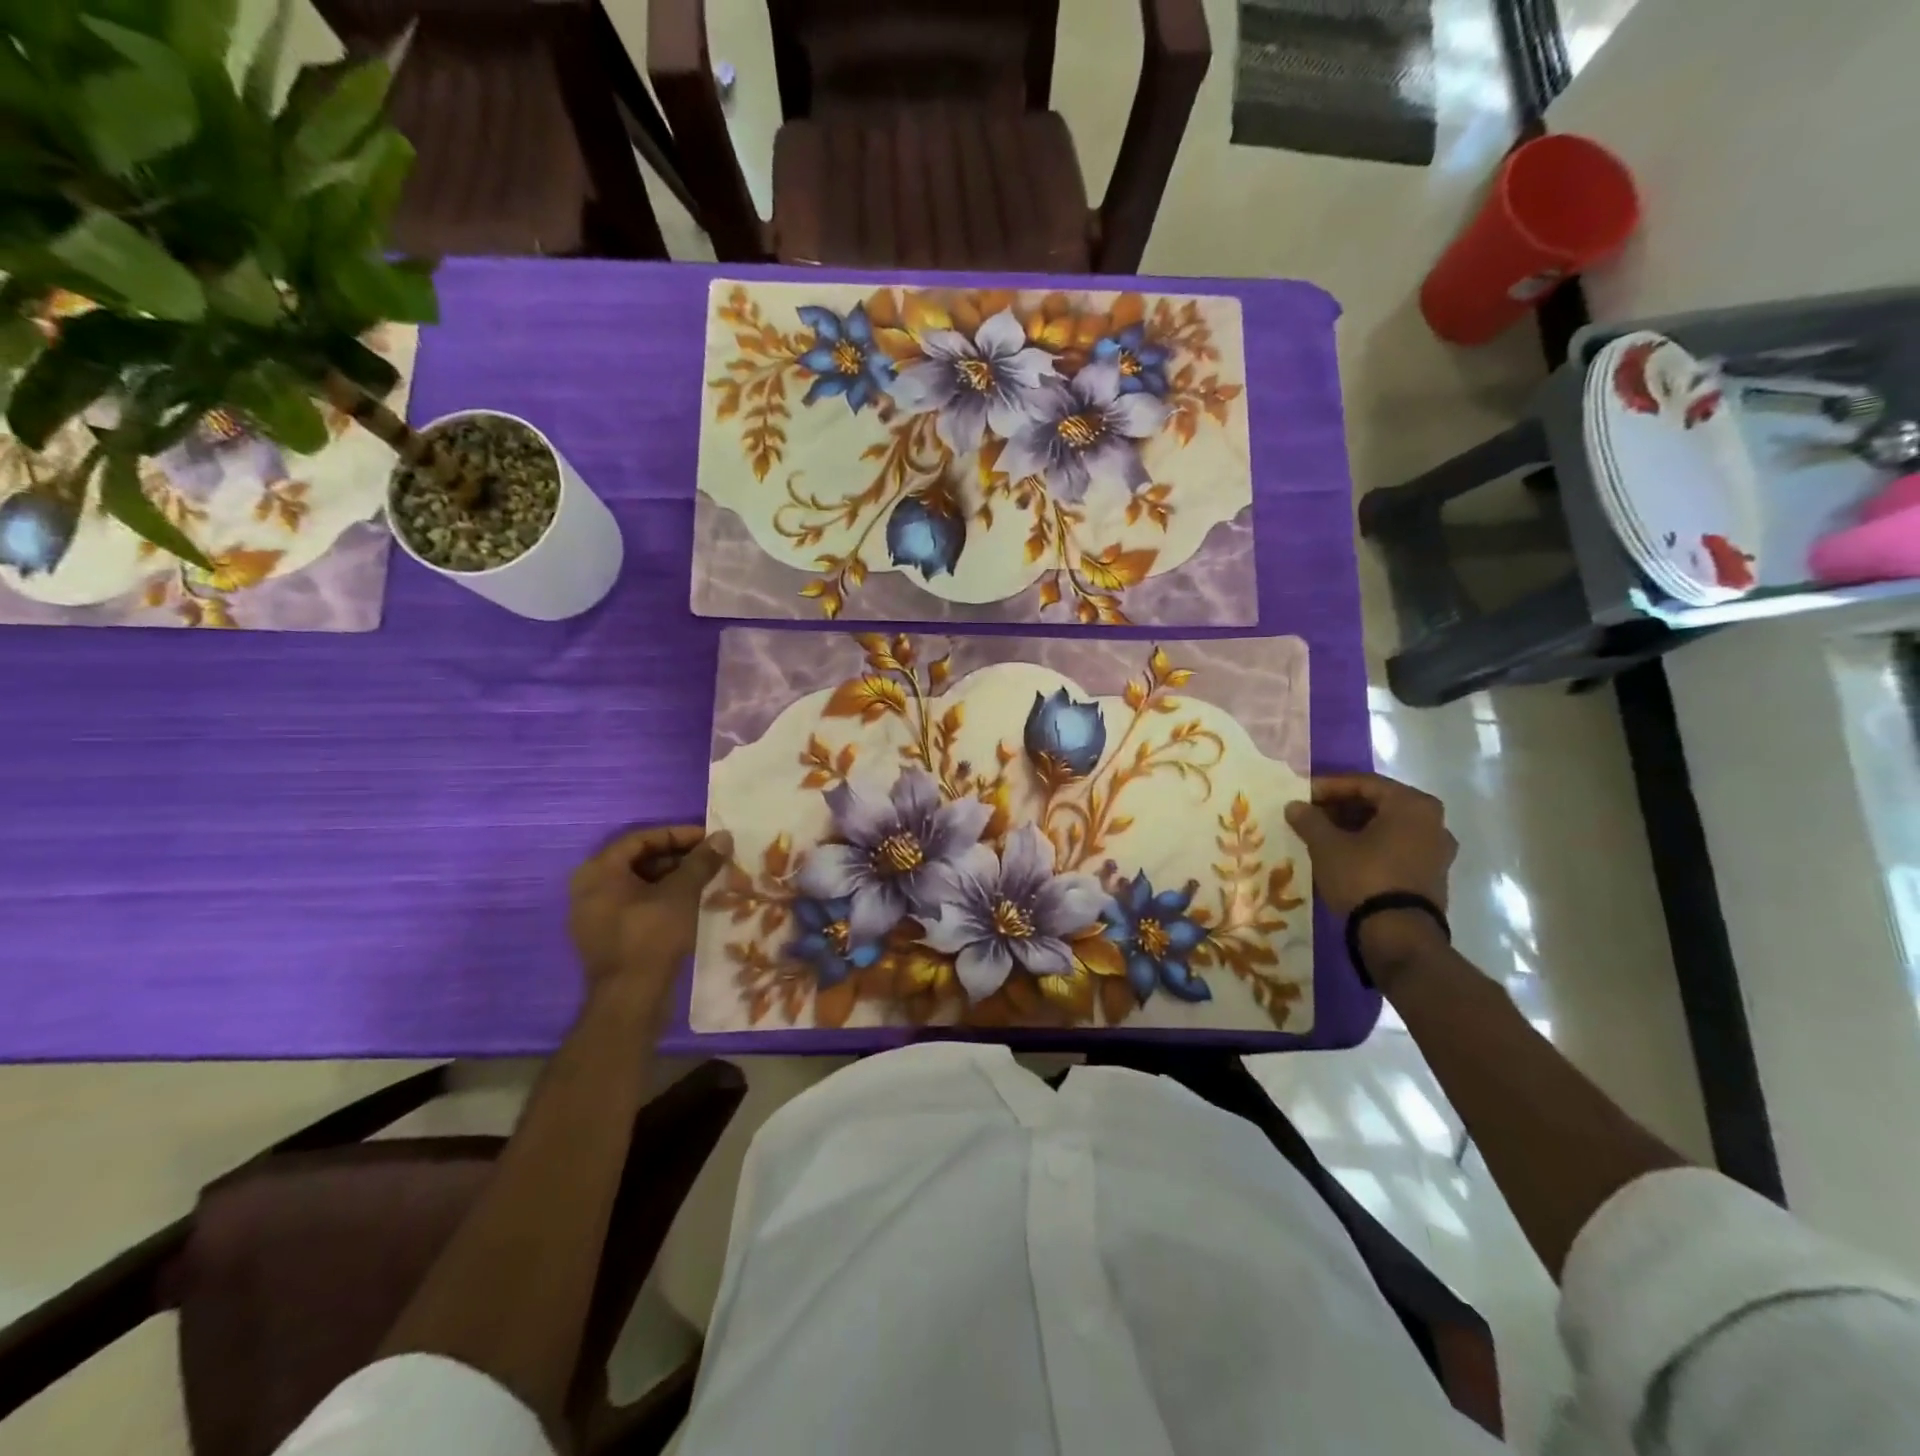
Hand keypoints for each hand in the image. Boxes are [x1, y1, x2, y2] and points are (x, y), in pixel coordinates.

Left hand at [568, 825, 732, 1010]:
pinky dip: (661, 899)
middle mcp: (589, 888)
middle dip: (677, 857)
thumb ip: (701, 861)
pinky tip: (690, 903)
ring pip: (639, 884)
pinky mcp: (606, 936)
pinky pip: (635, 905)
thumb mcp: (682, 893)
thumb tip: (723, 836)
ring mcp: (595, 915)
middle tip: (710, 859)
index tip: (708, 839)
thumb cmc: (652, 936)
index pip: (641, 838)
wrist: (631, 999)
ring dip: (672, 878)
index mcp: (599, 871)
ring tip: (706, 880)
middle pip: (639, 860)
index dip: (678, 835)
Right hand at [1284, 773, 1455, 947]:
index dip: (1329, 787)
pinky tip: (1344, 855)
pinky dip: (1371, 845)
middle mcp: (1433, 822)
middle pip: (1379, 804)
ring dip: (1355, 827)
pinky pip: (1397, 848)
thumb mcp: (1326, 846)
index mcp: (1412, 805)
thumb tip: (1294, 806)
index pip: (1364, 783)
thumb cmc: (1364, 878)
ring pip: (1388, 827)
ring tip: (1323, 835)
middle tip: (1311, 814)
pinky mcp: (1433, 876)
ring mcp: (1437, 851)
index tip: (1302, 795)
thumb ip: (1309, 820)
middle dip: (1342, 807)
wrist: (1398, 936)